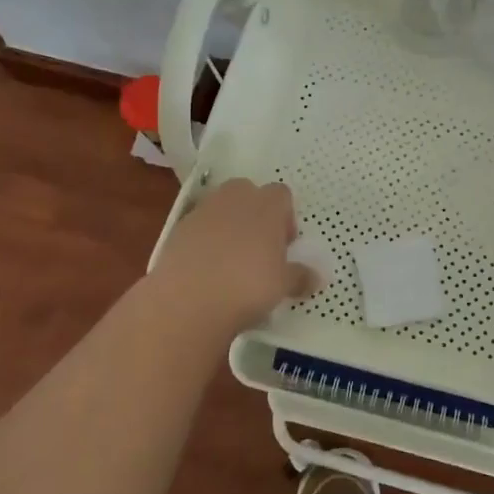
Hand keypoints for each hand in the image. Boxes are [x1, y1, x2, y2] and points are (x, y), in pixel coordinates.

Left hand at [149, 179, 313, 336]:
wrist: (187, 300)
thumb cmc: (248, 286)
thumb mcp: (283, 285)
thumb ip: (300, 276)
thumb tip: (316, 277)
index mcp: (266, 205)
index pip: (282, 195)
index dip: (286, 217)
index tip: (285, 245)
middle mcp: (235, 199)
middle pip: (248, 193)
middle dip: (255, 214)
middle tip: (260, 248)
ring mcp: (203, 211)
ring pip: (221, 208)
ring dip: (229, 226)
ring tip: (232, 261)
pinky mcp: (177, 229)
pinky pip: (199, 227)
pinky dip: (205, 241)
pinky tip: (207, 270)